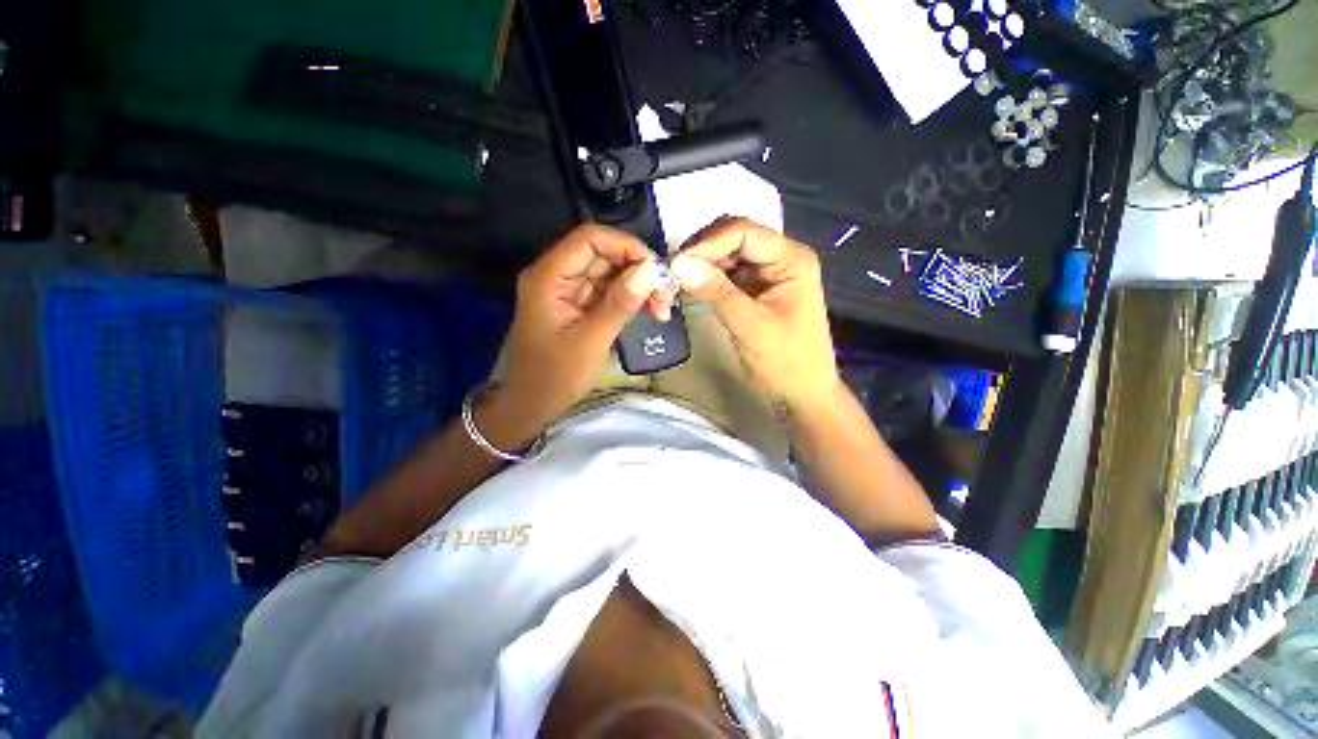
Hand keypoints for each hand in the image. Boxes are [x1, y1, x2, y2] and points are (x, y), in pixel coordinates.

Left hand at [491, 225, 668, 437]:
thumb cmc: (554, 377)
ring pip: (610, 274)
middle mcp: (557, 276)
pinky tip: (650, 311)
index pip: (589, 240)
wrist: (531, 406)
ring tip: (663, 309)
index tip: (656, 268)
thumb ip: (620, 304)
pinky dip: (630, 299)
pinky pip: (609, 292)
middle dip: (638, 270)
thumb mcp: (590, 342)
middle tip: (667, 295)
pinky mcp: (579, 307)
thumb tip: (651, 270)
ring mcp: (568, 292)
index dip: (625, 246)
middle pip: (603, 255)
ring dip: (638, 286)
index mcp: (549, 277)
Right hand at [670, 218, 837, 409]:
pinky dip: (706, 279)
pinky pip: (725, 274)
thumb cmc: (786, 361)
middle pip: (733, 238)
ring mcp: (766, 273)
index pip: (744, 233)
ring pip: (726, 255)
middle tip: (672, 272)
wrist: (802, 391)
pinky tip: (689, 288)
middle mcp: (780, 257)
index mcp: (791, 259)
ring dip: (701, 265)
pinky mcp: (754, 289)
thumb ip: (716, 292)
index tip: (676, 262)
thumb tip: (678, 263)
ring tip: (676, 281)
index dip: (707, 243)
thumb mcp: (751, 326)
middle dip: (702, 252)